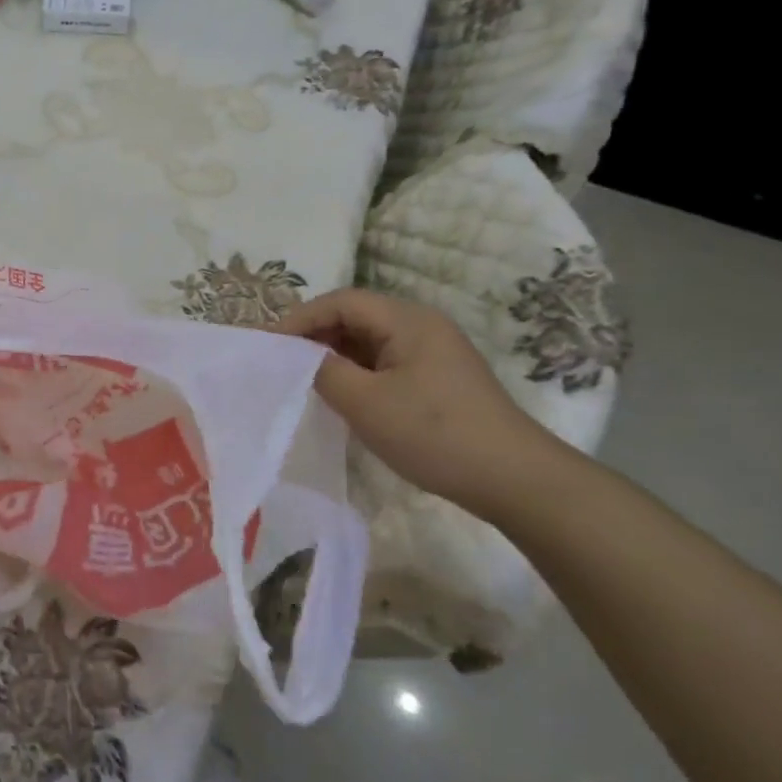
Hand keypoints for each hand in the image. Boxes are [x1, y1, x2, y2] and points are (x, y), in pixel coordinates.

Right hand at [277, 288, 566, 518]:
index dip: (299, 319)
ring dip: (334, 354)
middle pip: (354, 316)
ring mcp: (432, 351)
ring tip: (302, 378)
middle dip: (314, 335)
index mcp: (406, 320)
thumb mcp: (365, 403)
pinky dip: (356, 371)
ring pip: (368, 340)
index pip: (340, 302)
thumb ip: (323, 371)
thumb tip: (300, 358)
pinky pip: (384, 361)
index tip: (267, 345)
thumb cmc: (434, 434)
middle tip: (280, 362)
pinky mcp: (437, 377)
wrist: (514, 479)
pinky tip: (341, 394)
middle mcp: (421, 325)